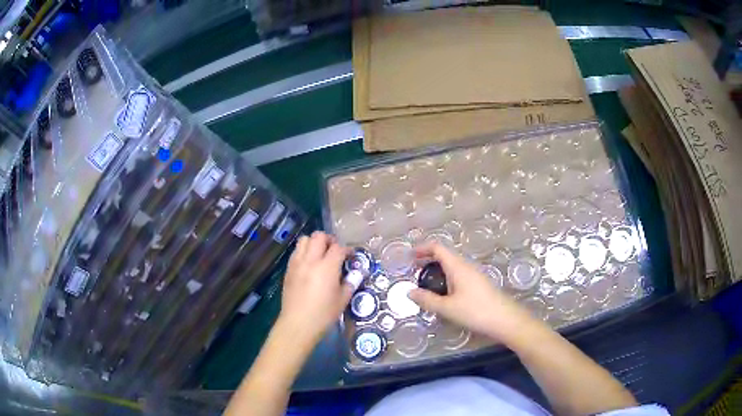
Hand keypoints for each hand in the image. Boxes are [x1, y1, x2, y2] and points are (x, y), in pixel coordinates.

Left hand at [278, 231, 352, 345]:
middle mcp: (311, 260)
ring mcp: (297, 263)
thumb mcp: (343, 300)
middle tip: (335, 250)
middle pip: (319, 237)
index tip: (351, 255)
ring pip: (304, 240)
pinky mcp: (288, 269)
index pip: (338, 248)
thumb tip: (356, 273)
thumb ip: (350, 283)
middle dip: (329, 240)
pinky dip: (304, 252)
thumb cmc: (323, 314)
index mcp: (327, 267)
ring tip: (320, 254)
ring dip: (314, 243)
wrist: (298, 323)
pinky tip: (309, 264)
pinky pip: (296, 252)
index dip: (347, 249)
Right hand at [409, 242, 539, 344]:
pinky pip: (459, 275)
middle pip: (445, 255)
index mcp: (457, 266)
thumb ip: (427, 300)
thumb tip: (409, 292)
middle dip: (428, 260)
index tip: (410, 256)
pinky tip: (444, 293)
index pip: (438, 248)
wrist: (505, 319)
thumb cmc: (475, 311)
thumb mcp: (447, 308)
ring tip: (426, 283)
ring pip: (452, 266)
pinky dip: (446, 278)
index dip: (423, 248)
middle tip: (414, 271)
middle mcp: (466, 266)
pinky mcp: (479, 284)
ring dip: (437, 269)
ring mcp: (474, 275)